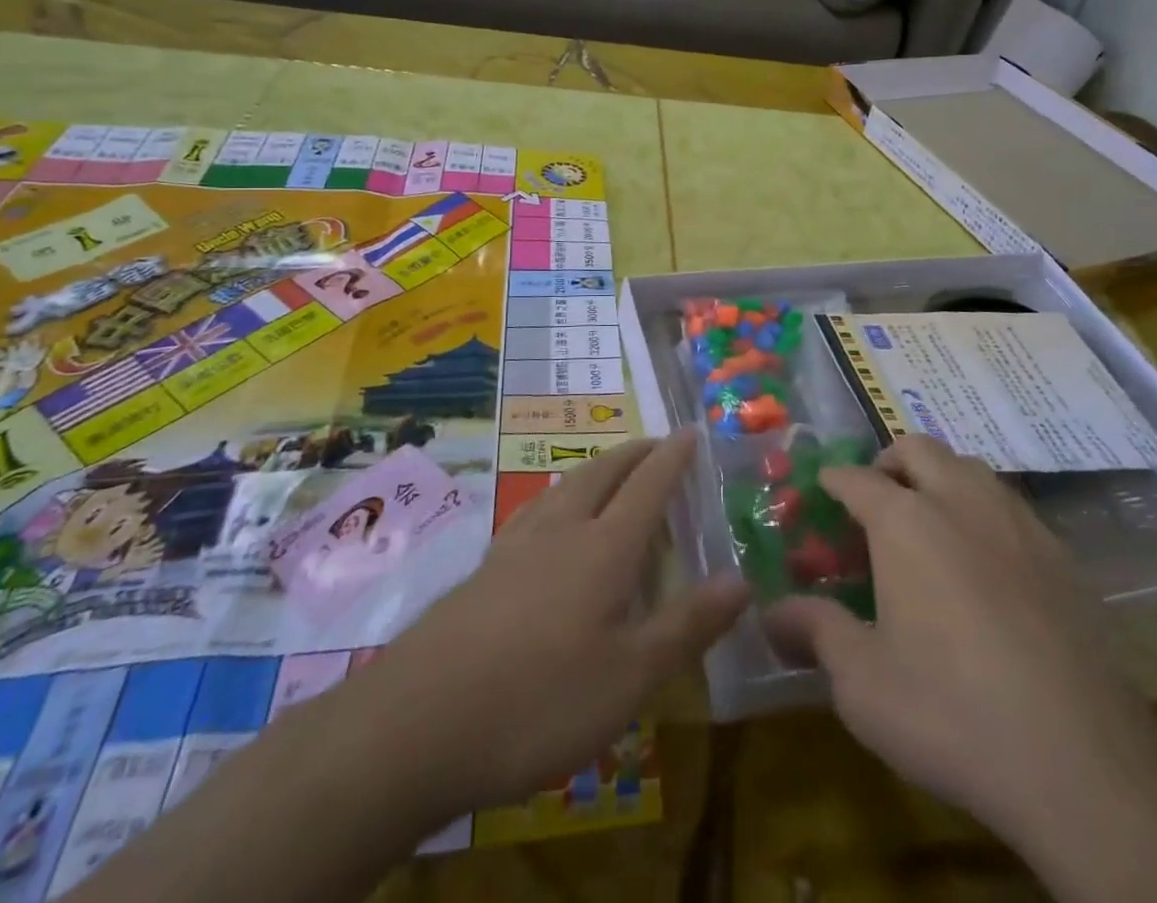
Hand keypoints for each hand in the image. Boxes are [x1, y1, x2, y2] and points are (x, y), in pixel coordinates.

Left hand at [356, 431, 749, 816]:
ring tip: (611, 472)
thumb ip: (687, 625)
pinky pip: (534, 512)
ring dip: (596, 469)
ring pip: (565, 487)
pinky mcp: (483, 571)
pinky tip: (548, 521)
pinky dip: (560, 499)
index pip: (648, 485)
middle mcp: (561, 531)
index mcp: (604, 548)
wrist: (414, 725)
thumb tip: (742, 580)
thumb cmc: (538, 701)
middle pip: (603, 473)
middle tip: (657, 444)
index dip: (673, 457)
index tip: (691, 431)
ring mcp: (515, 547)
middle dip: (635, 453)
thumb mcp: (629, 678)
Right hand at [766, 436, 1156, 854]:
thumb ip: (815, 631)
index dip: (833, 480)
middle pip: (918, 449)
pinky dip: (983, 512)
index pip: (857, 478)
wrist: (1082, 762)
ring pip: (970, 468)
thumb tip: (772, 612)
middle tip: (876, 501)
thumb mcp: (862, 682)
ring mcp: (1018, 523)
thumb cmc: (951, 712)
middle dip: (889, 462)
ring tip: (929, 525)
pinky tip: (985, 565)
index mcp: (906, 521)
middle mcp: (960, 502)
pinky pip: (1010, 506)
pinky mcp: (1062, 556)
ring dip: (940, 478)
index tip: (822, 491)